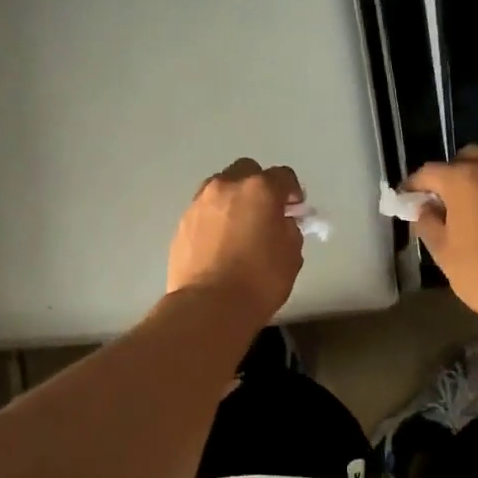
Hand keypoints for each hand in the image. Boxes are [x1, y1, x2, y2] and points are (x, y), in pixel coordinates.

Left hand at [166, 159, 305, 324]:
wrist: (209, 306)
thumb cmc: (259, 281)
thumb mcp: (291, 256)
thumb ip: (289, 230)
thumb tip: (280, 223)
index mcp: (260, 189)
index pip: (283, 176)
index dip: (293, 192)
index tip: (295, 209)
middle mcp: (227, 186)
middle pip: (247, 171)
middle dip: (259, 186)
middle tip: (265, 212)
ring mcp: (200, 202)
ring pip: (220, 187)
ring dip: (233, 199)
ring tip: (239, 226)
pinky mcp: (182, 222)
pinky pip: (204, 210)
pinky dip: (214, 218)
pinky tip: (219, 242)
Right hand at [404, 147, 477, 319]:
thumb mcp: (443, 252)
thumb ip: (428, 223)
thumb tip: (425, 209)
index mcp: (465, 178)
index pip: (428, 172)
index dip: (413, 186)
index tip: (405, 199)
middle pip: (465, 159)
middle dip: (450, 175)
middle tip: (441, 202)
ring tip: (470, 209)